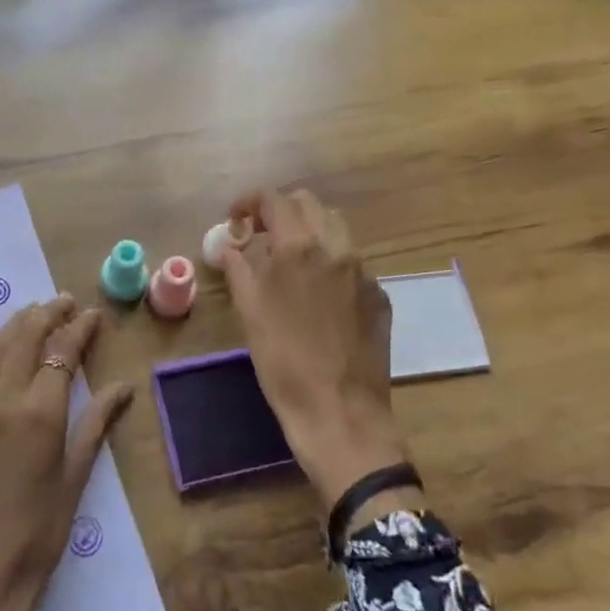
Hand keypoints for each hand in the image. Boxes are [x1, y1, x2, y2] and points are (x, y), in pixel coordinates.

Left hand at [0, 296, 133, 610]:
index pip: (62, 352)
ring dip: (15, 323)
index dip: (79, 329)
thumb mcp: (74, 479)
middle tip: (66, 302)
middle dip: (48, 313)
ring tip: (35, 312)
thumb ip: (95, 424)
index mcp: (40, 413)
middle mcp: (3, 399)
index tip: (92, 314)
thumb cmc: (37, 535)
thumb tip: (123, 386)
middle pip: (25, 337)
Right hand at [217, 190, 420, 520]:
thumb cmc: (283, 361)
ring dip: (308, 231)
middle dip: (280, 211)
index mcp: (300, 247)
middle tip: (260, 237)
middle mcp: (337, 248)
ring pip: (335, 228)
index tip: (235, 219)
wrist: (339, 411)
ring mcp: (364, 271)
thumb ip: (239, 267)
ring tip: (289, 260)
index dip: (249, 202)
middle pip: (308, 204)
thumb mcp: (249, 311)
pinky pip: (352, 261)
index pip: (274, 199)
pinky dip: (330, 261)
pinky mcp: (379, 295)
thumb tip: (230, 245)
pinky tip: (318, 293)